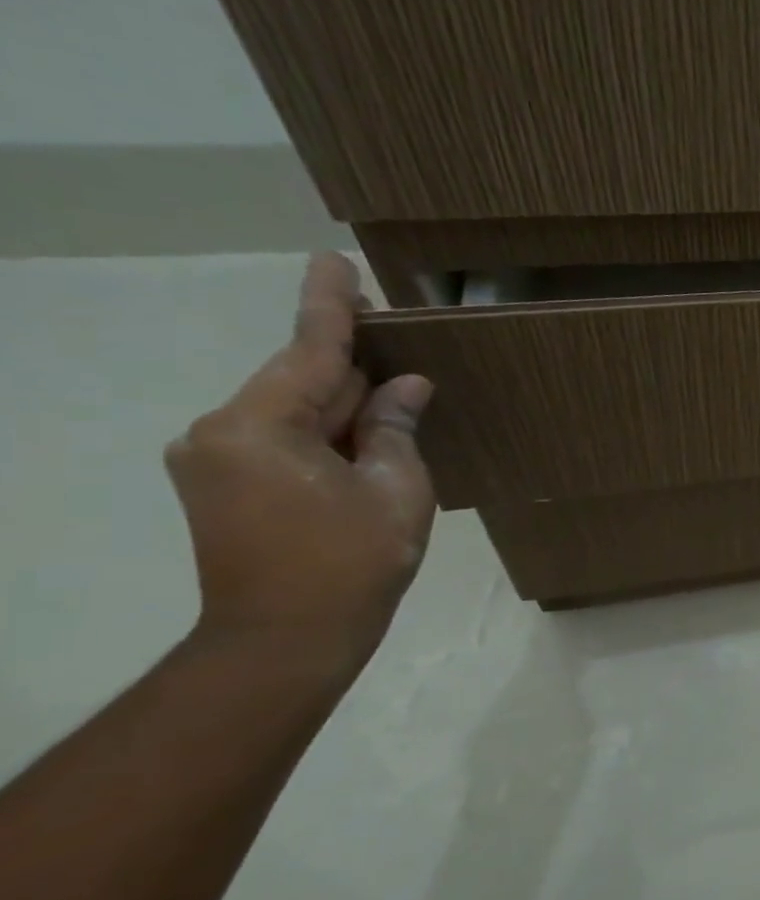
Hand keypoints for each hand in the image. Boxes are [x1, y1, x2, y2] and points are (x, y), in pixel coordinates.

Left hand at [165, 254, 435, 666]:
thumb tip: (405, 386)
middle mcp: (218, 431)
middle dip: (350, 364)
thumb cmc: (350, 561)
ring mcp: (215, 460)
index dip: (329, 304)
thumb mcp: (395, 488)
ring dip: (343, 402)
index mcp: (257, 426)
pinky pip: (283, 438)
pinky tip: (366, 433)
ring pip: (293, 411)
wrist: (285, 639)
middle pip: (299, 380)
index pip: (307, 349)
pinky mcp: (223, 486)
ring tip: (394, 394)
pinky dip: (326, 430)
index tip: (332, 259)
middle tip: (395, 334)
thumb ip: (394, 427)